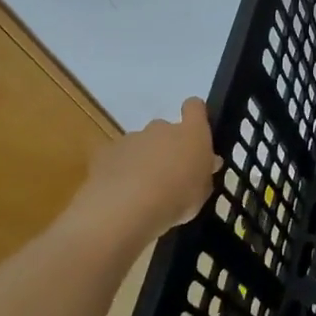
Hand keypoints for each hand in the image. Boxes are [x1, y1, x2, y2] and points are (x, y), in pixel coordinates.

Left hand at [75, 98, 221, 238]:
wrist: (125, 208)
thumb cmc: (176, 198)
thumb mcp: (202, 192)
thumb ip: (204, 173)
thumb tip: (208, 162)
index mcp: (191, 133)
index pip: (195, 107)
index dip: (195, 114)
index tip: (195, 131)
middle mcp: (161, 128)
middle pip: (165, 129)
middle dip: (166, 148)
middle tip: (168, 176)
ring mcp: (131, 138)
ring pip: (140, 145)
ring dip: (143, 161)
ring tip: (142, 191)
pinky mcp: (106, 153)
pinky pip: (118, 159)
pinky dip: (120, 172)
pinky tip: (121, 196)